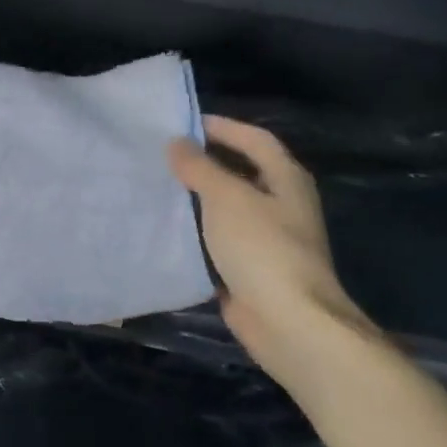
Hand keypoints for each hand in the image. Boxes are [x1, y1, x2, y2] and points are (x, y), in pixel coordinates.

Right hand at [167, 116, 377, 376]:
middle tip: (163, 155)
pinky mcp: (251, 268)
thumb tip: (177, 143)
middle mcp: (282, 204)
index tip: (184, 124)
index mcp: (286, 180)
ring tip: (158, 186)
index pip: (255, 140)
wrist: (288, 322)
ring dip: (197, 197)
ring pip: (227, 207)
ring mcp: (268, 239)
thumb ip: (200, 168)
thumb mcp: (227, 198)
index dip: (223, 127)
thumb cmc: (262, 248)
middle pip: (242, 172)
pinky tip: (167, 228)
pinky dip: (196, 230)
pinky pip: (219, 239)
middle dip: (205, 162)